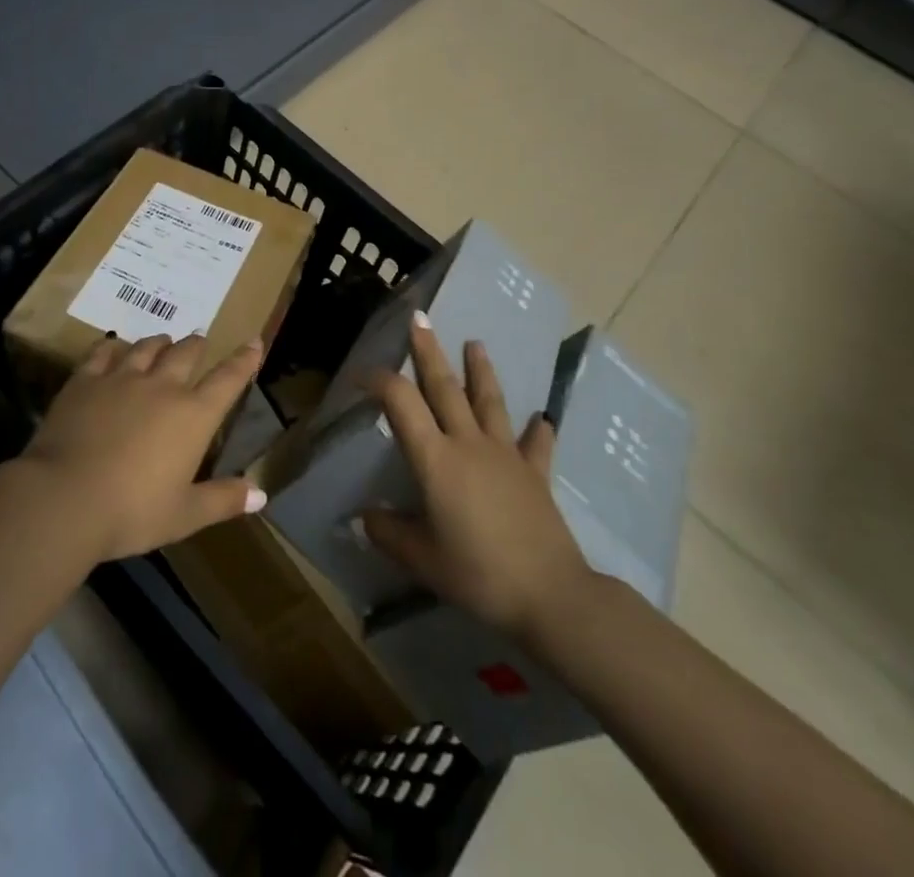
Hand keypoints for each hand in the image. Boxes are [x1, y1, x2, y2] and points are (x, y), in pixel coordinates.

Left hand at [20, 333, 266, 562]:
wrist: (64, 498)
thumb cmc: (132, 512)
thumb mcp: (184, 515)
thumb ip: (223, 500)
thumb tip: (261, 494)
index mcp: (193, 416)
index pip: (228, 379)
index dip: (244, 359)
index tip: (254, 342)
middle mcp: (162, 387)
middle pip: (186, 353)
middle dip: (197, 345)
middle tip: (199, 341)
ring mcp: (122, 378)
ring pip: (147, 347)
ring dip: (160, 342)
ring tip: (163, 341)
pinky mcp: (86, 380)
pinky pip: (104, 352)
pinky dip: (114, 346)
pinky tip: (114, 347)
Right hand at [362, 316, 598, 641]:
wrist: (550, 595)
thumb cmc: (478, 574)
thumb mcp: (422, 560)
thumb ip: (389, 533)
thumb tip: (364, 516)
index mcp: (435, 459)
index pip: (401, 403)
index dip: (379, 381)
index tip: (362, 375)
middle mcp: (468, 444)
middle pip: (445, 388)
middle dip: (429, 351)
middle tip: (421, 318)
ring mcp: (505, 455)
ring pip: (489, 402)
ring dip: (480, 371)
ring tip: (475, 343)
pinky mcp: (534, 473)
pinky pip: (535, 445)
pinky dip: (537, 430)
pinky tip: (542, 418)